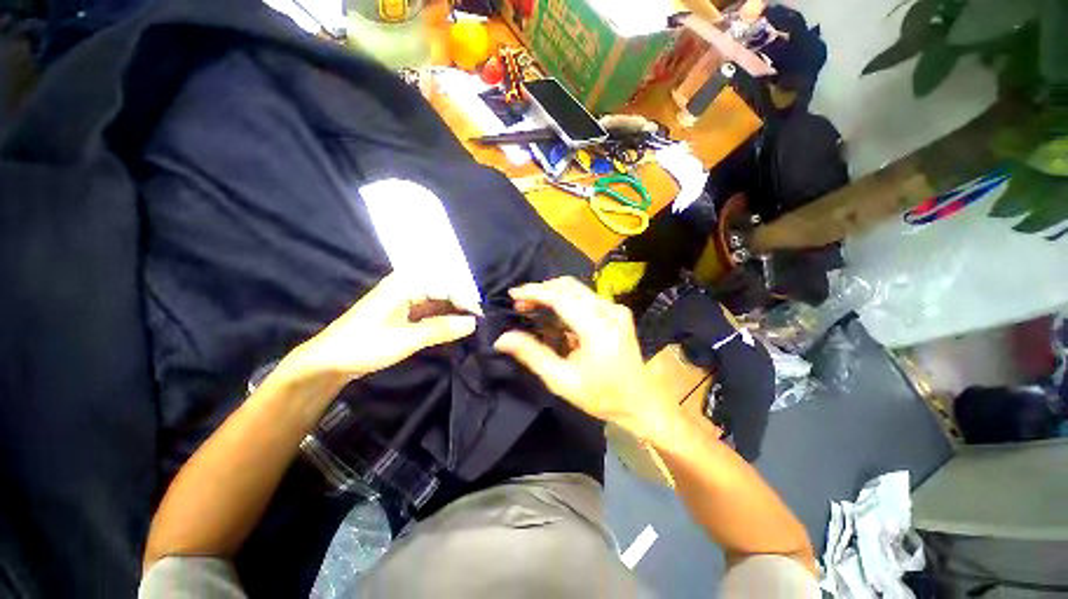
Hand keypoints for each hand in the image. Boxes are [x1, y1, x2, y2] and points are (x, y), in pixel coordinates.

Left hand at [288, 273, 476, 382]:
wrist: (329, 362)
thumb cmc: (365, 346)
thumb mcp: (407, 339)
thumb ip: (442, 329)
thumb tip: (473, 323)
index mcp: (405, 284)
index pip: (446, 287)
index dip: (465, 301)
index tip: (481, 318)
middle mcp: (407, 286)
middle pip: (443, 291)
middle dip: (462, 305)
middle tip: (480, 322)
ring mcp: (405, 299)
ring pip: (438, 301)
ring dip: (454, 312)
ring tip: (472, 325)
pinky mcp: (403, 312)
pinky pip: (430, 311)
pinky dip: (443, 319)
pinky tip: (455, 327)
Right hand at [494, 277, 670, 437]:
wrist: (641, 402)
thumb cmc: (601, 396)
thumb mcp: (562, 380)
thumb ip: (532, 355)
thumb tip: (502, 339)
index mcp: (597, 328)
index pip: (561, 297)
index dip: (535, 292)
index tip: (513, 294)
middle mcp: (609, 311)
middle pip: (569, 287)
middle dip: (541, 290)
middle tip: (521, 303)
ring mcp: (616, 309)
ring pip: (577, 289)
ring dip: (552, 293)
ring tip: (533, 306)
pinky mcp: (617, 311)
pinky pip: (586, 296)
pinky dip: (566, 299)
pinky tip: (554, 313)